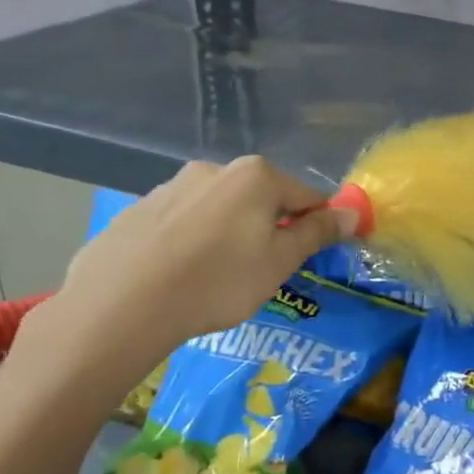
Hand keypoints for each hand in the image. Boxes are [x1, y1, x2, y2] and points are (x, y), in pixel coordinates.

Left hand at [40, 158, 354, 373]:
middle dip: (272, 230)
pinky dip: (194, 242)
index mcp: (257, 176)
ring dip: (232, 235)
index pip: (308, 197)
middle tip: (264, 273)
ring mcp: (173, 186)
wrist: (121, 304)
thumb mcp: (280, 261)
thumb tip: (352, 213)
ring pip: (222, 211)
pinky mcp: (140, 209)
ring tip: (218, 279)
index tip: (312, 257)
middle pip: (263, 200)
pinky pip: (184, 223)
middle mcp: (215, 169)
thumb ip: (318, 233)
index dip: (318, 227)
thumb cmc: (218, 281)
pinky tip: (182, 275)